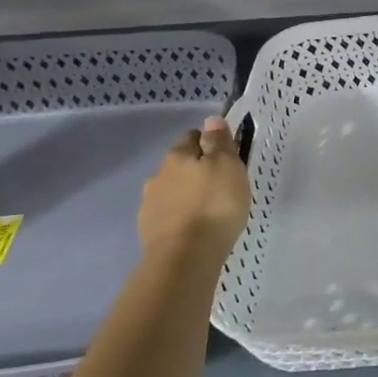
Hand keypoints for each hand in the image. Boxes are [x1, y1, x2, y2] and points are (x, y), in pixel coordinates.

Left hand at [138, 117, 249, 262]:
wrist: (185, 257)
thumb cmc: (215, 205)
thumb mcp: (228, 166)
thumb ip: (219, 142)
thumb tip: (211, 120)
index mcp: (178, 156)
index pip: (192, 136)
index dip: (209, 142)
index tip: (226, 155)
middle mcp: (158, 175)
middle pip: (180, 164)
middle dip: (196, 169)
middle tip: (220, 184)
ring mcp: (150, 204)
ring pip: (172, 190)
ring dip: (186, 194)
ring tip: (207, 209)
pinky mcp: (149, 230)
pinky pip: (168, 215)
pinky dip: (179, 216)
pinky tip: (193, 227)